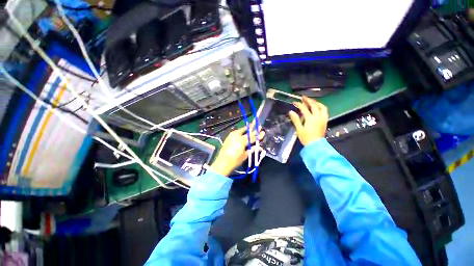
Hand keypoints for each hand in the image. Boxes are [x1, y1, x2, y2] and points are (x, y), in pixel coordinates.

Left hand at [210, 125, 264, 175]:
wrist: (223, 162)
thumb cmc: (235, 161)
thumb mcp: (245, 155)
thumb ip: (252, 149)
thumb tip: (259, 147)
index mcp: (242, 141)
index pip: (252, 138)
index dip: (258, 136)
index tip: (263, 132)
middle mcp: (237, 136)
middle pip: (247, 133)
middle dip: (254, 130)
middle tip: (259, 126)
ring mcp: (232, 136)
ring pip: (241, 130)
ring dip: (247, 128)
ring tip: (252, 125)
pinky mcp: (228, 137)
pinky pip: (236, 132)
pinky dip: (241, 131)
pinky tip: (243, 130)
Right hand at [289, 96, 328, 145]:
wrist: (316, 145)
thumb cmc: (306, 138)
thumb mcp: (299, 129)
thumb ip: (295, 120)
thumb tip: (291, 112)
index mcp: (310, 119)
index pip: (304, 109)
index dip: (299, 104)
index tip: (294, 102)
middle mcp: (318, 117)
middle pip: (314, 105)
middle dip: (308, 100)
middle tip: (303, 97)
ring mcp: (322, 119)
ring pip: (322, 107)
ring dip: (316, 103)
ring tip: (312, 101)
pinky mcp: (325, 121)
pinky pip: (325, 111)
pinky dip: (321, 107)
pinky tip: (318, 108)